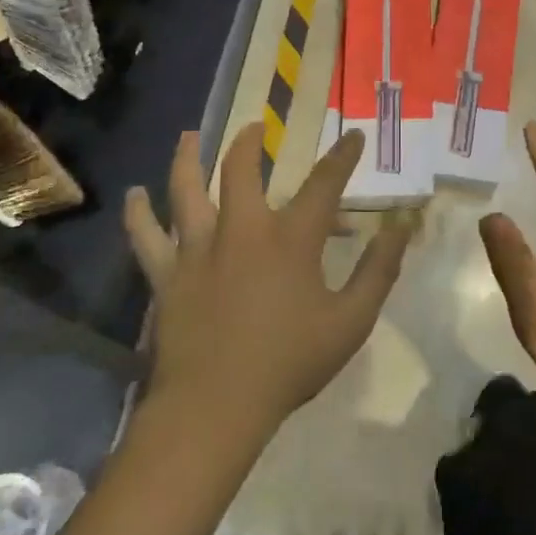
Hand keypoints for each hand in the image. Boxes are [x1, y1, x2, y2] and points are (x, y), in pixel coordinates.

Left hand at [126, 125, 410, 436]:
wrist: (217, 407)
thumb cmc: (289, 363)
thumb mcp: (351, 321)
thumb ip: (378, 270)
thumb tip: (401, 226)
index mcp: (290, 239)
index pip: (324, 183)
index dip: (342, 156)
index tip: (352, 136)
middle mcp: (242, 230)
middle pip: (241, 170)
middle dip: (249, 142)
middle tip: (254, 127)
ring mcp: (198, 250)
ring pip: (186, 190)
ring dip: (188, 158)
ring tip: (189, 136)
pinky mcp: (167, 276)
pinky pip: (146, 237)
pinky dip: (139, 214)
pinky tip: (134, 196)